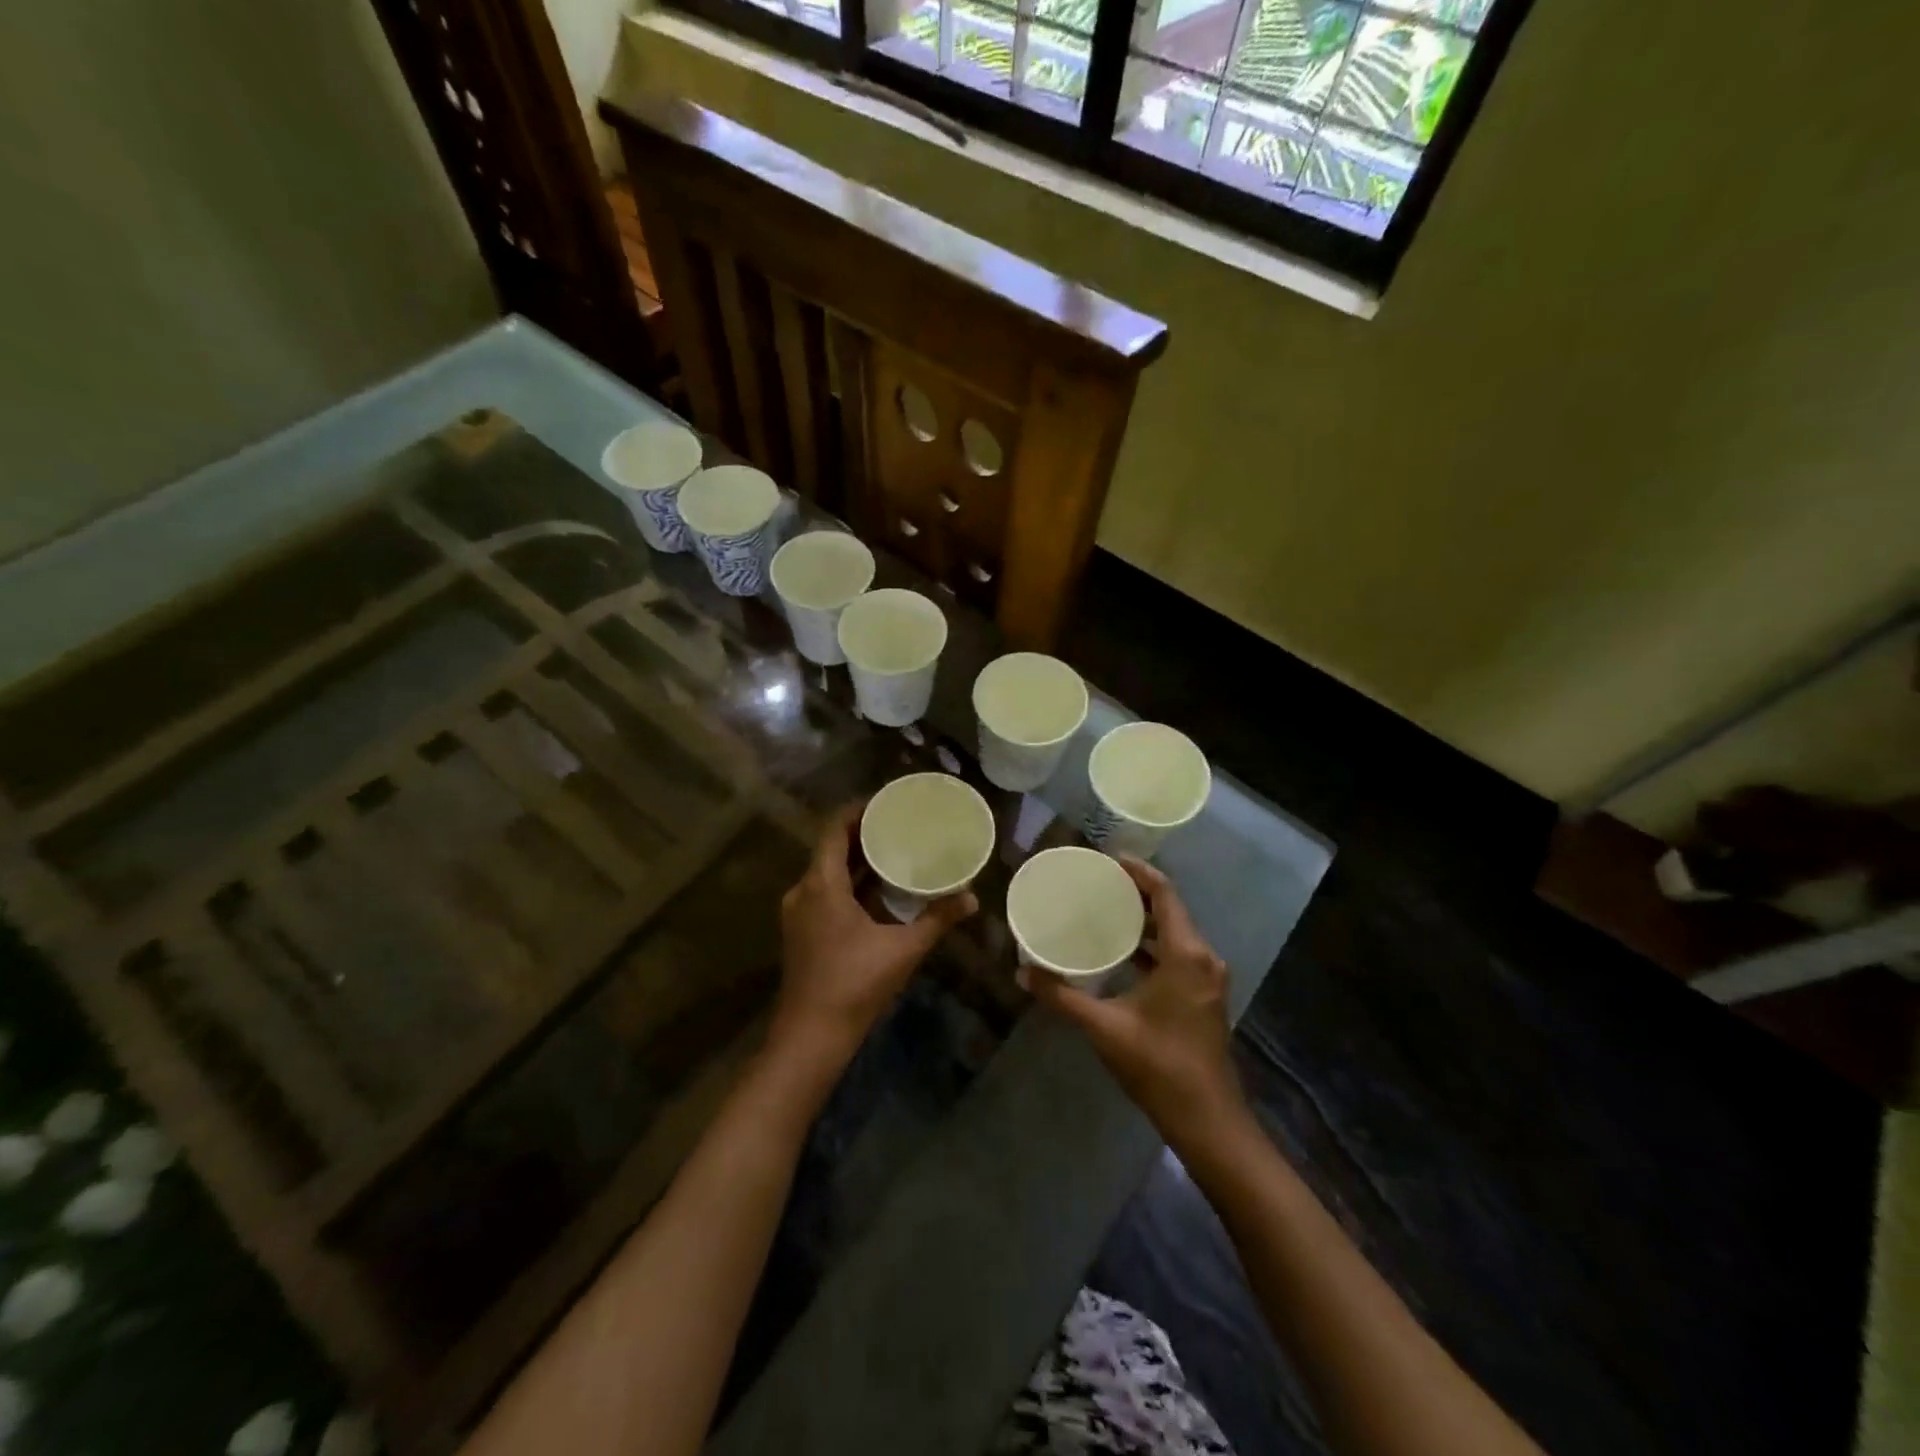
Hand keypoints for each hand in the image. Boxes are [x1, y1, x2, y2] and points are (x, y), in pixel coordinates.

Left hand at [772, 801, 977, 1075]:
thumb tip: (971, 898)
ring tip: (893, 850)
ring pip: (828, 872)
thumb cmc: (854, 985)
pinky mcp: (802, 931)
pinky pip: (826, 892)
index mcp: (821, 884)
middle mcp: (803, 891)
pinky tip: (878, 890)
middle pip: (831, 847)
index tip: (887, 802)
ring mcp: (799, 913)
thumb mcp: (902, 949)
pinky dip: (850, 883)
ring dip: (857, 860)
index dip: (858, 810)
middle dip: (863, 833)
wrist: (811, 1037)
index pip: (834, 828)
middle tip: (899, 823)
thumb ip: (937, 919)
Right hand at [1023, 859, 1243, 1148]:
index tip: (1108, 860)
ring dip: (1144, 921)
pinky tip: (1123, 953)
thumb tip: (1022, 974)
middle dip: (1136, 894)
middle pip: (1171, 910)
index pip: (1165, 894)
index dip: (1139, 872)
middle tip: (1098, 884)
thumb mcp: (1104, 1027)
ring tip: (1105, 912)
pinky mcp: (1205, 997)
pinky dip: (1153, 946)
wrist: (1207, 1120)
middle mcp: (1204, 958)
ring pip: (1176, 934)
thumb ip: (1062, 995)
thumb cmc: (1158, 1064)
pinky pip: (1179, 955)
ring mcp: (1208, 979)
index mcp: (1187, 954)